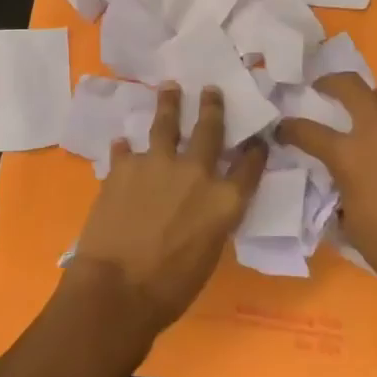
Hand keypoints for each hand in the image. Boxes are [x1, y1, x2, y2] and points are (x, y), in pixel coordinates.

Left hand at [71, 84, 266, 336]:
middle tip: (211, 90)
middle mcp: (196, 173)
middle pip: (209, 130)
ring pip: (166, 124)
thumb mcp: (208, 254)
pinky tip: (121, 143)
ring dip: (169, 103)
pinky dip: (124, 148)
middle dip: (212, 107)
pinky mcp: (124, 166)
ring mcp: (158, 163)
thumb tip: (204, 206)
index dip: (255, 151)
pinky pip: (125, 150)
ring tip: (169, 87)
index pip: (249, 168)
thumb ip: (211, 220)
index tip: (258, 138)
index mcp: (224, 201)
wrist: (118, 288)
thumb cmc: (170, 288)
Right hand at [281, 76, 376, 309]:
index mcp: (349, 154)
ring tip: (363, 114)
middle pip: (350, 85)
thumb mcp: (351, 223)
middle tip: (322, 89)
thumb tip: (337, 183)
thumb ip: (338, 191)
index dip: (289, 128)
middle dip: (331, 82)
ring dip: (369, 99)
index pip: (307, 129)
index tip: (282, 128)